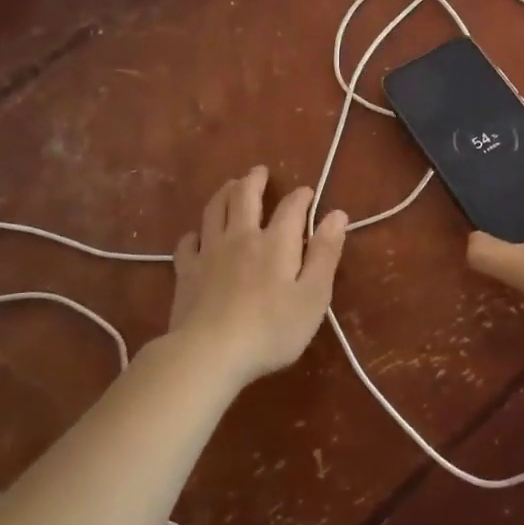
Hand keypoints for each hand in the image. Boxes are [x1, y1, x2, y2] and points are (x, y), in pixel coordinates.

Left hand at [167, 165, 346, 383]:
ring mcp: (210, 252)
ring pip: (214, 210)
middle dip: (254, 180)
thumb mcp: (313, 296)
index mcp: (276, 242)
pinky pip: (187, 243)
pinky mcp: (186, 272)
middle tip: (259, 171)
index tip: (307, 193)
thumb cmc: (271, 329)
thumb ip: (325, 253)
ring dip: (224, 193)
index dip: (301, 196)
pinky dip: (195, 233)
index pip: (291, 207)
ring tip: (230, 185)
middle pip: (245, 196)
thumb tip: (337, 214)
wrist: (210, 353)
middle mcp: (241, 237)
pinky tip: (197, 236)